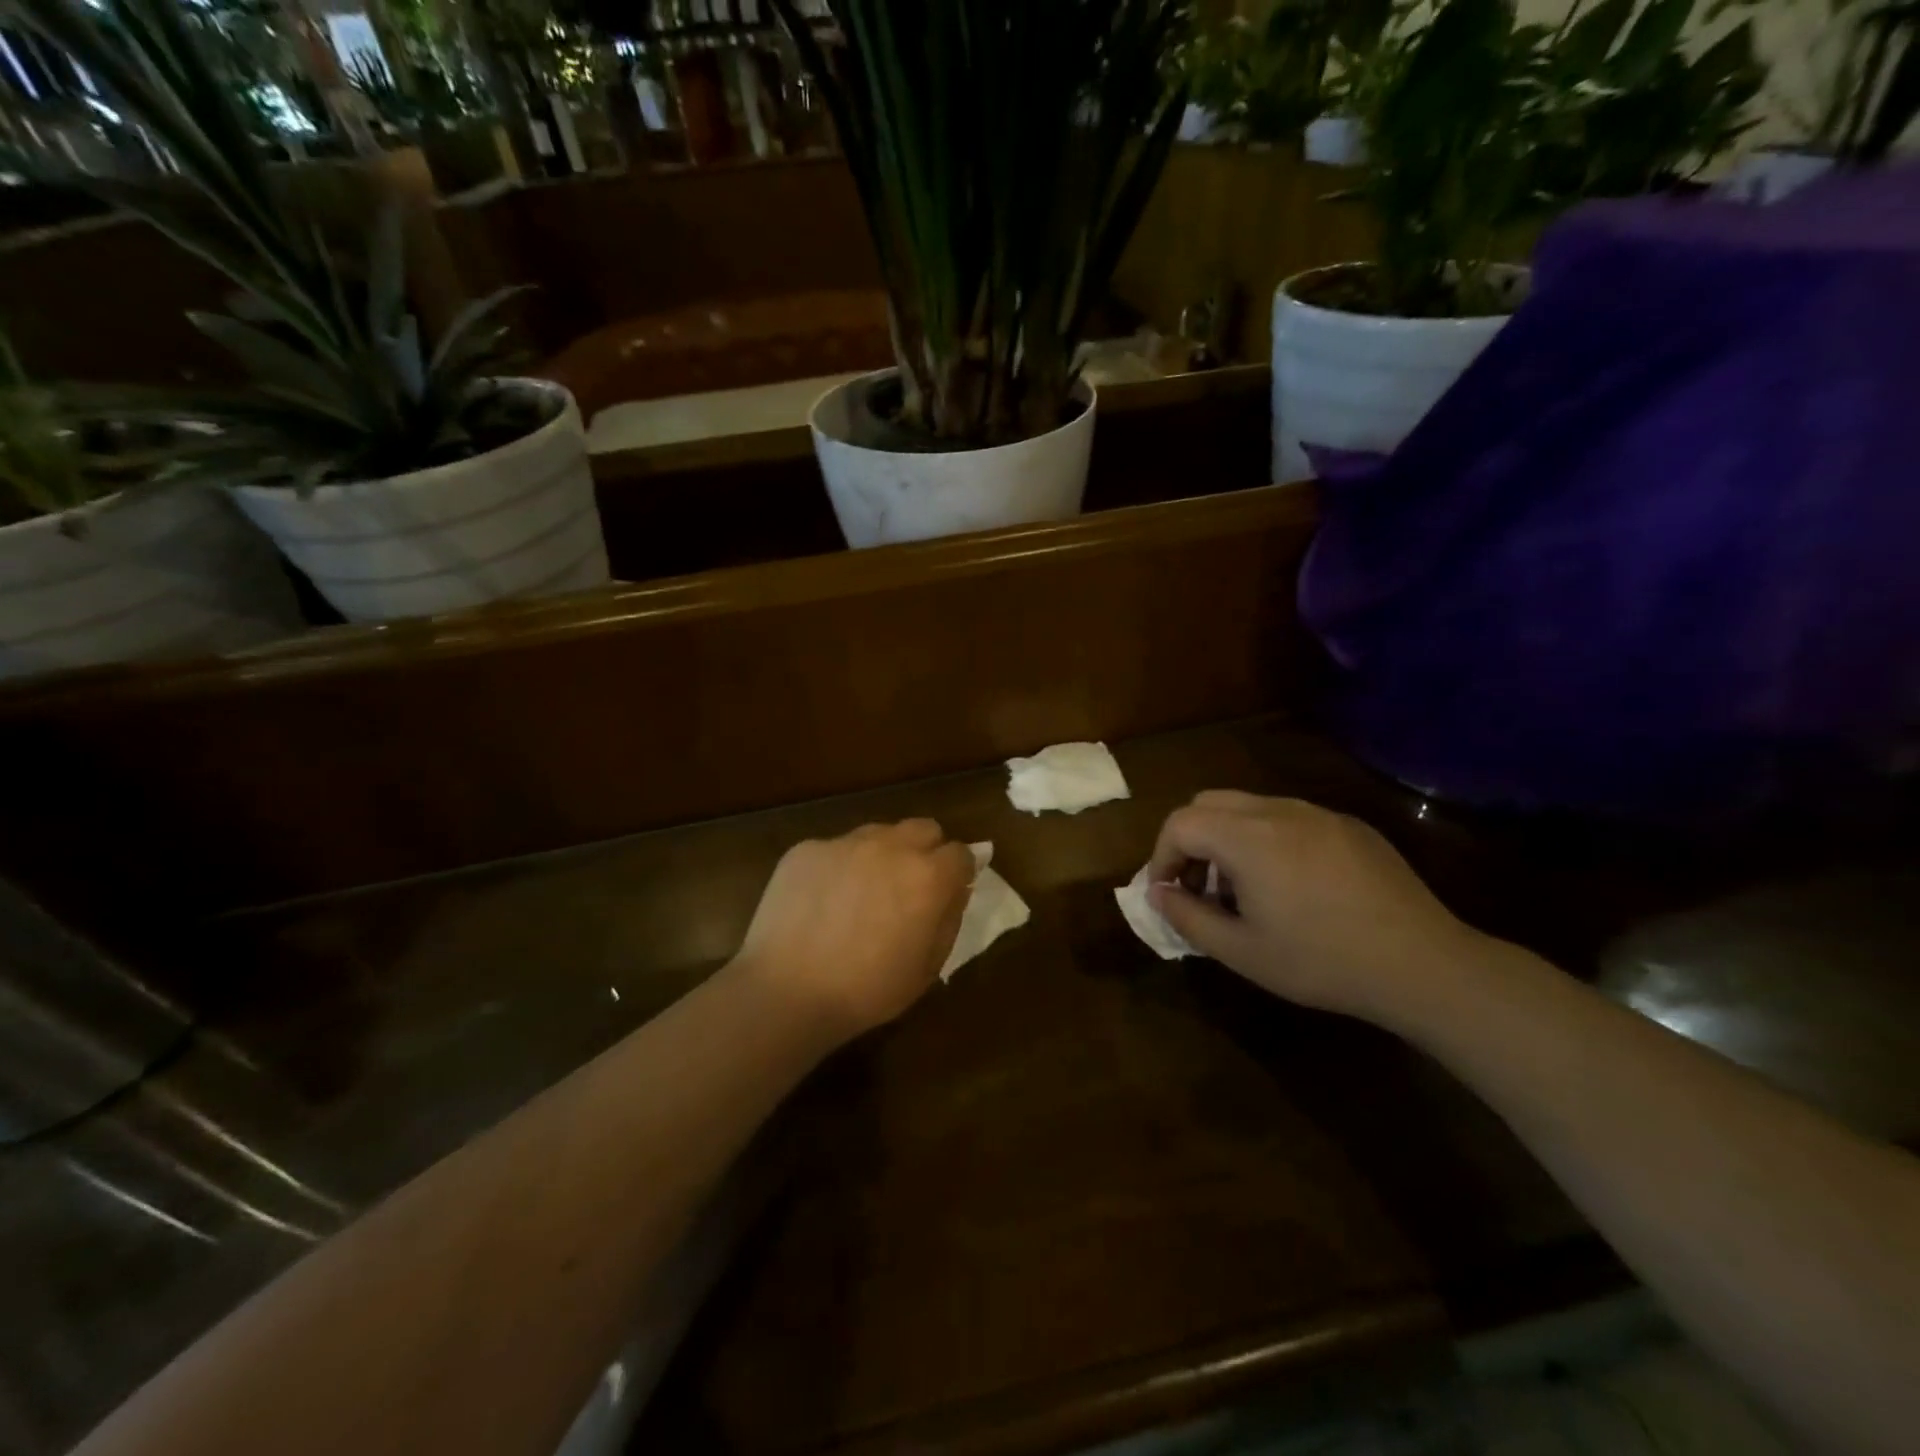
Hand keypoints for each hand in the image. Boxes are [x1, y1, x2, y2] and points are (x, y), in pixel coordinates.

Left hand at [732, 820, 974, 1040]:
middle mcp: (890, 846)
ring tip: (863, 893)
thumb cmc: (866, 990)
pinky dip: (839, 867)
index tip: (949, 892)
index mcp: (927, 876)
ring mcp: (844, 843)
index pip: (961, 853)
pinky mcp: (807, 849)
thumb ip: (949, 919)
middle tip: (910, 887)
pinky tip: (823, 901)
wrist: (786, 992)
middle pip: (924, 828)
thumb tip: (954, 890)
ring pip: (878, 834)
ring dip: (883, 855)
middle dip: (926, 851)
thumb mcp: (928, 968)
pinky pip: (836, 849)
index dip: (958, 873)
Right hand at [1147, 792, 1486, 1026]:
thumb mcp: (1241, 951)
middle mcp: (1278, 810)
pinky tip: (1292, 885)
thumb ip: (1188, 917)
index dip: (1162, 856)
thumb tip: (1158, 893)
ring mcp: (1318, 813)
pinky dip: (1267, 839)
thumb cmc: (1321, 961)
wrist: (1422, 965)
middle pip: (1209, 803)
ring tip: (1243, 889)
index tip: (1168, 894)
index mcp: (1247, 837)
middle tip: (1199, 886)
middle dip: (1191, 840)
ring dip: (1228, 838)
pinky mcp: (1349, 826)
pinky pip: (1289, 817)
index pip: (1180, 823)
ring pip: (1249, 806)